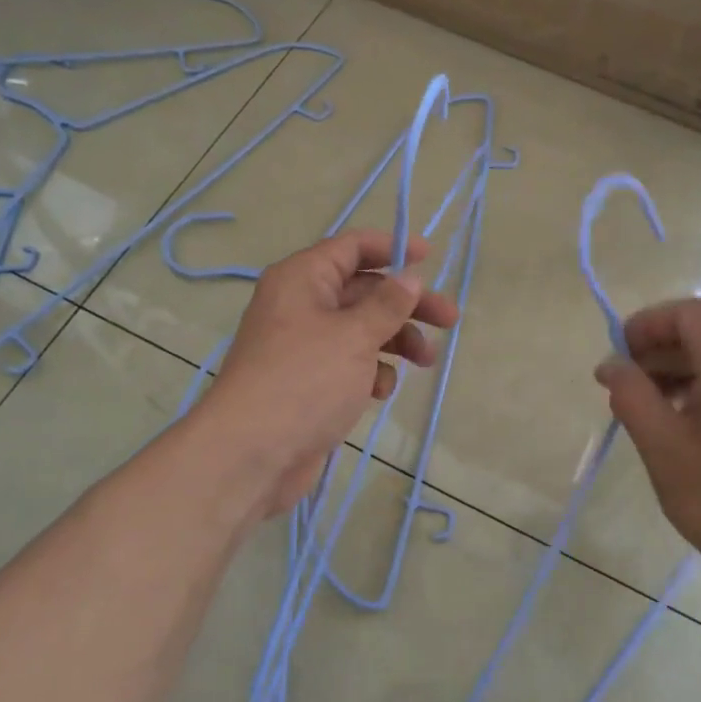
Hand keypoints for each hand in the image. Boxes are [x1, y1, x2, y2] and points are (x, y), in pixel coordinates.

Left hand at [202, 229, 459, 521]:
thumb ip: (387, 304)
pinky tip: (380, 391)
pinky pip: (349, 363)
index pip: (351, 247)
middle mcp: (301, 305)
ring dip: (396, 340)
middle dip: (406, 304)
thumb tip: (409, 276)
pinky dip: (371, 371)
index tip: (429, 258)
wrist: (251, 454)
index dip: (391, 247)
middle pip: (364, 290)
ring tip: (426, 361)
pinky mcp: (310, 382)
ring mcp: (304, 346)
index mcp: (302, 279)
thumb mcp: (353, 336)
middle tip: (449, 319)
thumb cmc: (304, 381)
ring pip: (361, 329)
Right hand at [594, 299, 700, 617]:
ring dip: (680, 375)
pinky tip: (688, 429)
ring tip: (651, 415)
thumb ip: (630, 394)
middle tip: (624, 392)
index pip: (687, 313)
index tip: (618, 358)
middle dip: (658, 354)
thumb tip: (612, 364)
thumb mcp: (662, 446)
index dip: (646, 325)